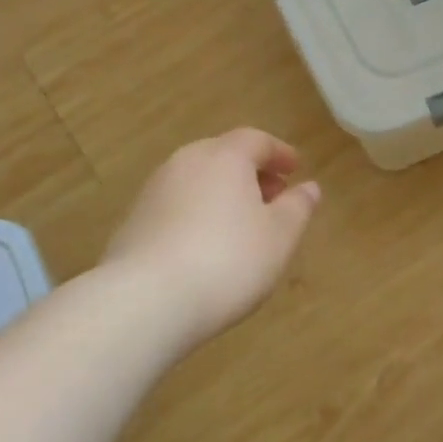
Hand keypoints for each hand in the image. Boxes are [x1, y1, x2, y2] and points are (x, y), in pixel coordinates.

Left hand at [103, 129, 322, 344]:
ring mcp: (153, 192)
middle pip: (222, 156)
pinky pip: (176, 207)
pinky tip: (206, 247)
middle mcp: (185, 163)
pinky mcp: (133, 223)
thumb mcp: (279, 236)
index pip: (256, 140)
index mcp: (224, 157)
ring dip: (222, 194)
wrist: (145, 301)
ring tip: (242, 225)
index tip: (295, 169)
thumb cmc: (228, 260)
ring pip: (197, 181)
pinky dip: (197, 215)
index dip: (279, 153)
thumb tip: (309, 187)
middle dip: (251, 173)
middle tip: (273, 196)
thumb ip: (298, 207)